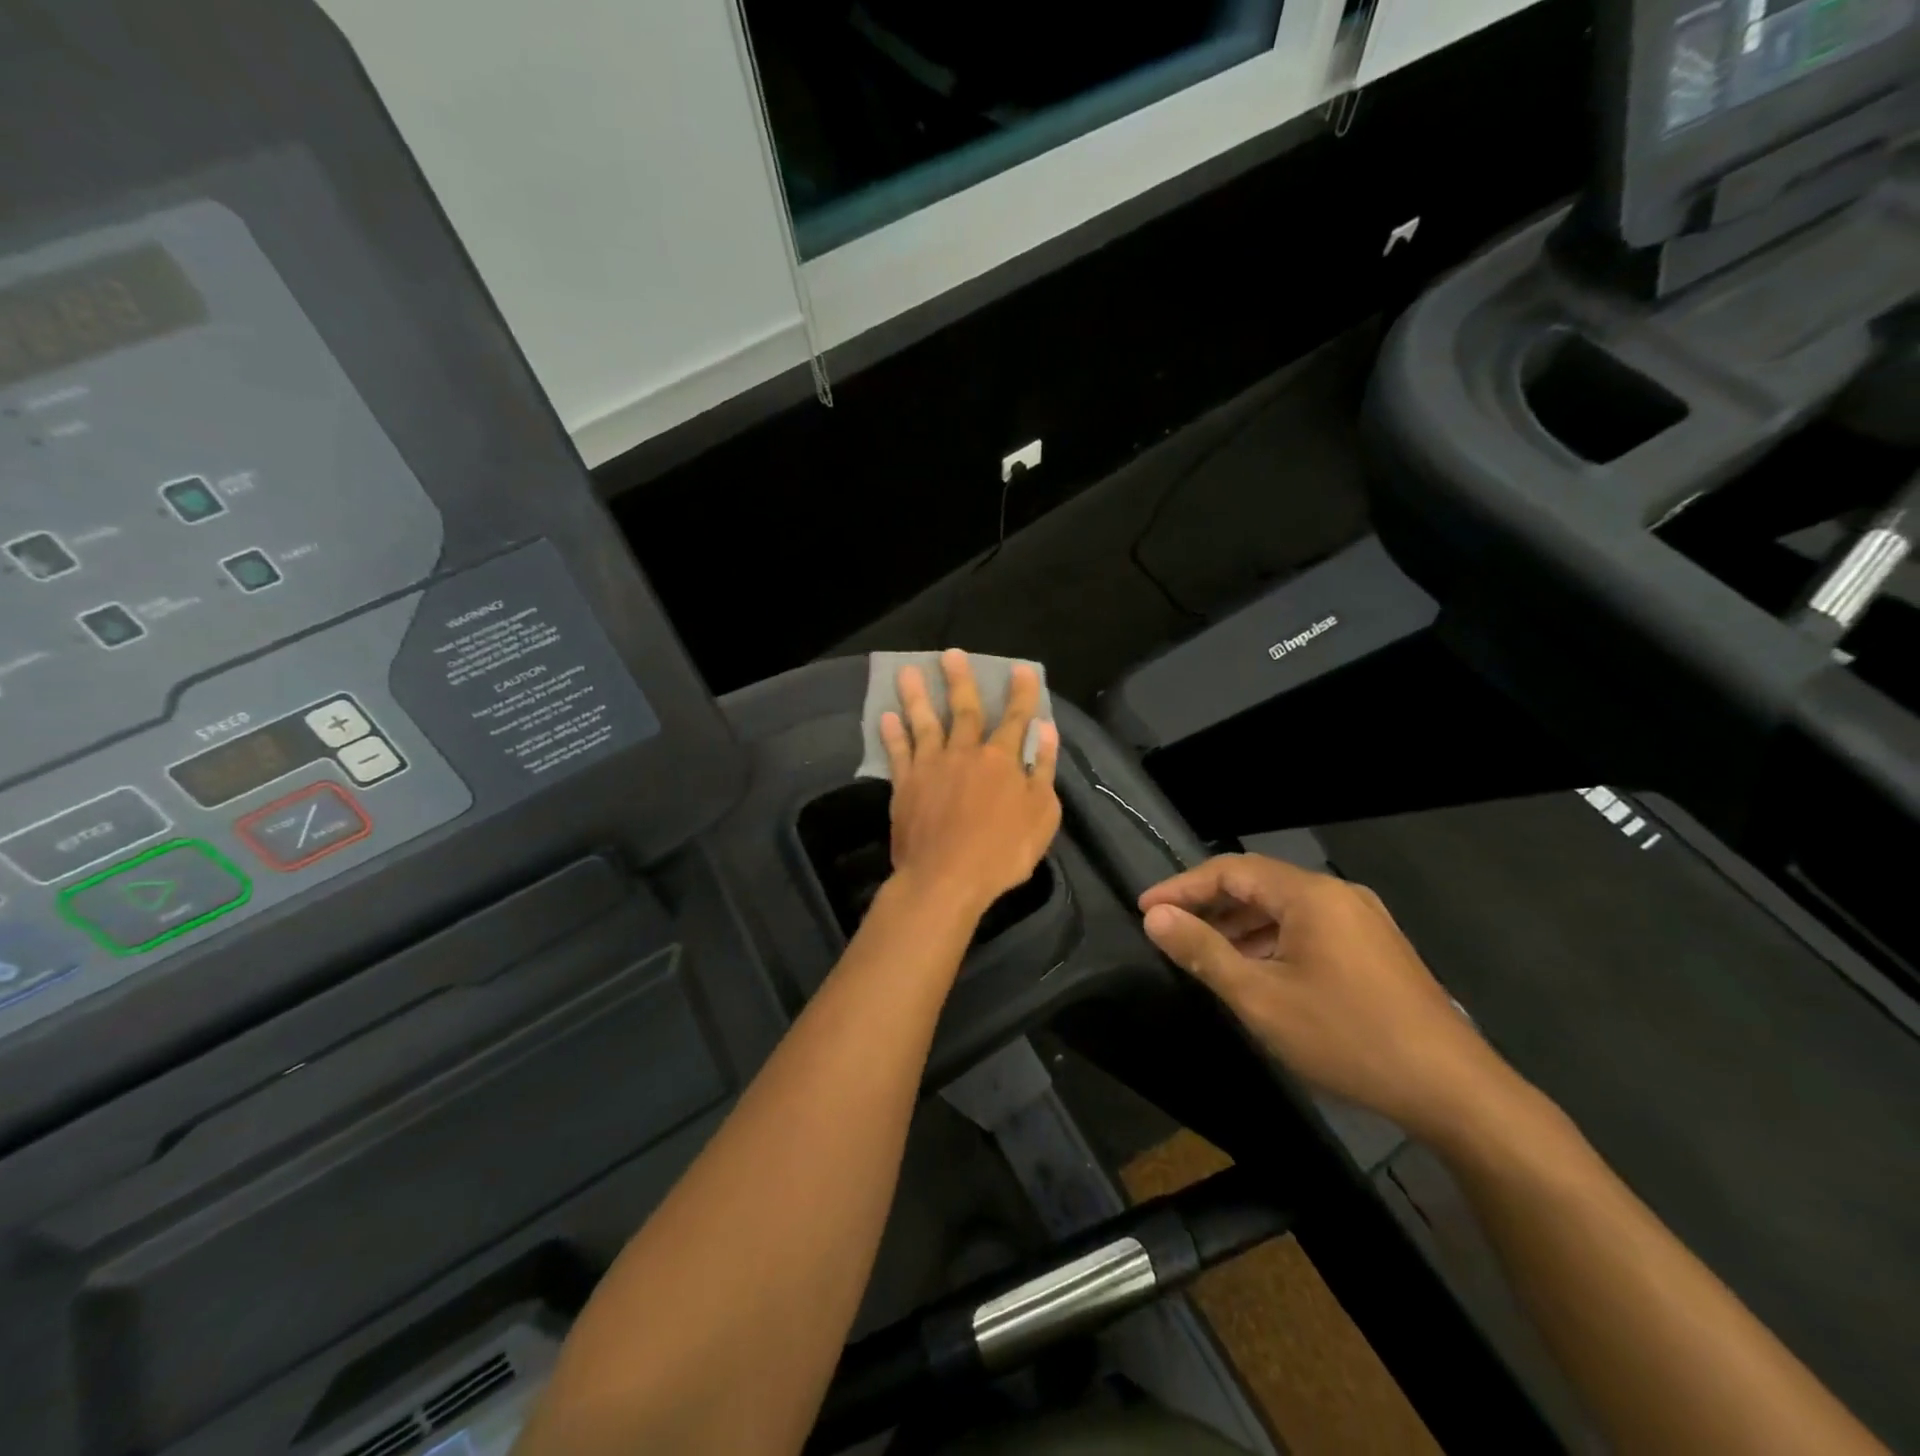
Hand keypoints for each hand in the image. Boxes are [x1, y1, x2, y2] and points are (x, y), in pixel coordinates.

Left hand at [881, 650, 1060, 919]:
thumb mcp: (1042, 815)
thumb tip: (1045, 730)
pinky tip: (886, 717)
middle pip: (964, 709)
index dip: (1021, 693)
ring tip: (908, 671)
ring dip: (917, 696)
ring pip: (923, 723)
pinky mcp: (905, 786)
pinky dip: (892, 734)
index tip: (1020, 668)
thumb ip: (1042, 770)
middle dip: (960, 680)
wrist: (946, 879)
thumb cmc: (1002, 852)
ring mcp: (931, 767)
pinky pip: (897, 753)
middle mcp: (965, 753)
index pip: (1015, 718)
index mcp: (1001, 760)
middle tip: (950, 654)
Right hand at [1139, 854, 1514, 1138]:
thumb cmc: (1347, 1037)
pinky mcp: (1376, 949)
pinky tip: (1257, 972)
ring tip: (1205, 954)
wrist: (1454, 1092)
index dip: (1182, 887)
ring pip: (1284, 908)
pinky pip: (1309, 928)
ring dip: (1240, 926)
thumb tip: (1156, 917)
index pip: (1230, 870)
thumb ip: (1203, 951)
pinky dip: (1272, 941)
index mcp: (1310, 894)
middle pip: (1258, 884)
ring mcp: (1363, 921)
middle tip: (1170, 931)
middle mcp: (1338, 895)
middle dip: (1210, 905)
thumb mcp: (1260, 997)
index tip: (1145, 910)